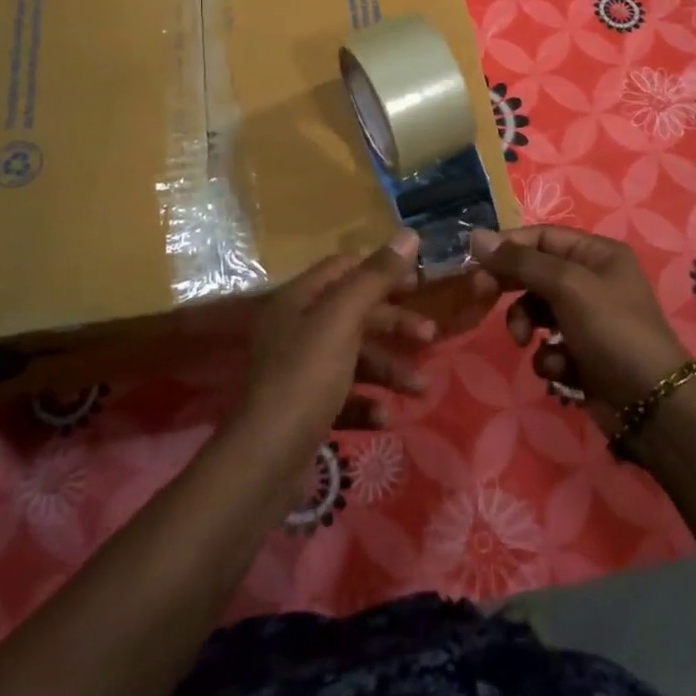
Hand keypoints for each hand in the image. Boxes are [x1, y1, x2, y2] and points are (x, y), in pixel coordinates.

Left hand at [235, 230, 435, 463]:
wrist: (265, 462)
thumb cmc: (306, 378)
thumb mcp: (342, 320)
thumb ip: (376, 277)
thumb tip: (409, 233)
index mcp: (298, 300)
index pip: (344, 268)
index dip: (381, 271)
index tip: (418, 283)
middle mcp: (295, 329)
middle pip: (354, 314)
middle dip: (394, 325)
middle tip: (430, 335)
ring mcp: (299, 371)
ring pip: (354, 358)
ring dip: (389, 369)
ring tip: (420, 389)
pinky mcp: (305, 410)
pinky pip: (344, 396)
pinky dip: (366, 403)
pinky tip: (383, 417)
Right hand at [468, 226, 690, 429]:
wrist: (653, 406)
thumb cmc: (612, 331)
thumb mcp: (567, 287)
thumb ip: (520, 262)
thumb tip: (476, 237)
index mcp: (597, 254)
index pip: (542, 236)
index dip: (508, 246)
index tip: (476, 261)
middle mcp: (593, 280)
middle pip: (537, 272)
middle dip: (513, 289)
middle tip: (484, 297)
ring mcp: (589, 318)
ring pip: (538, 310)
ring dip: (527, 325)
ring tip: (527, 342)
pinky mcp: (584, 353)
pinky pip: (550, 344)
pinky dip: (549, 356)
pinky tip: (560, 369)